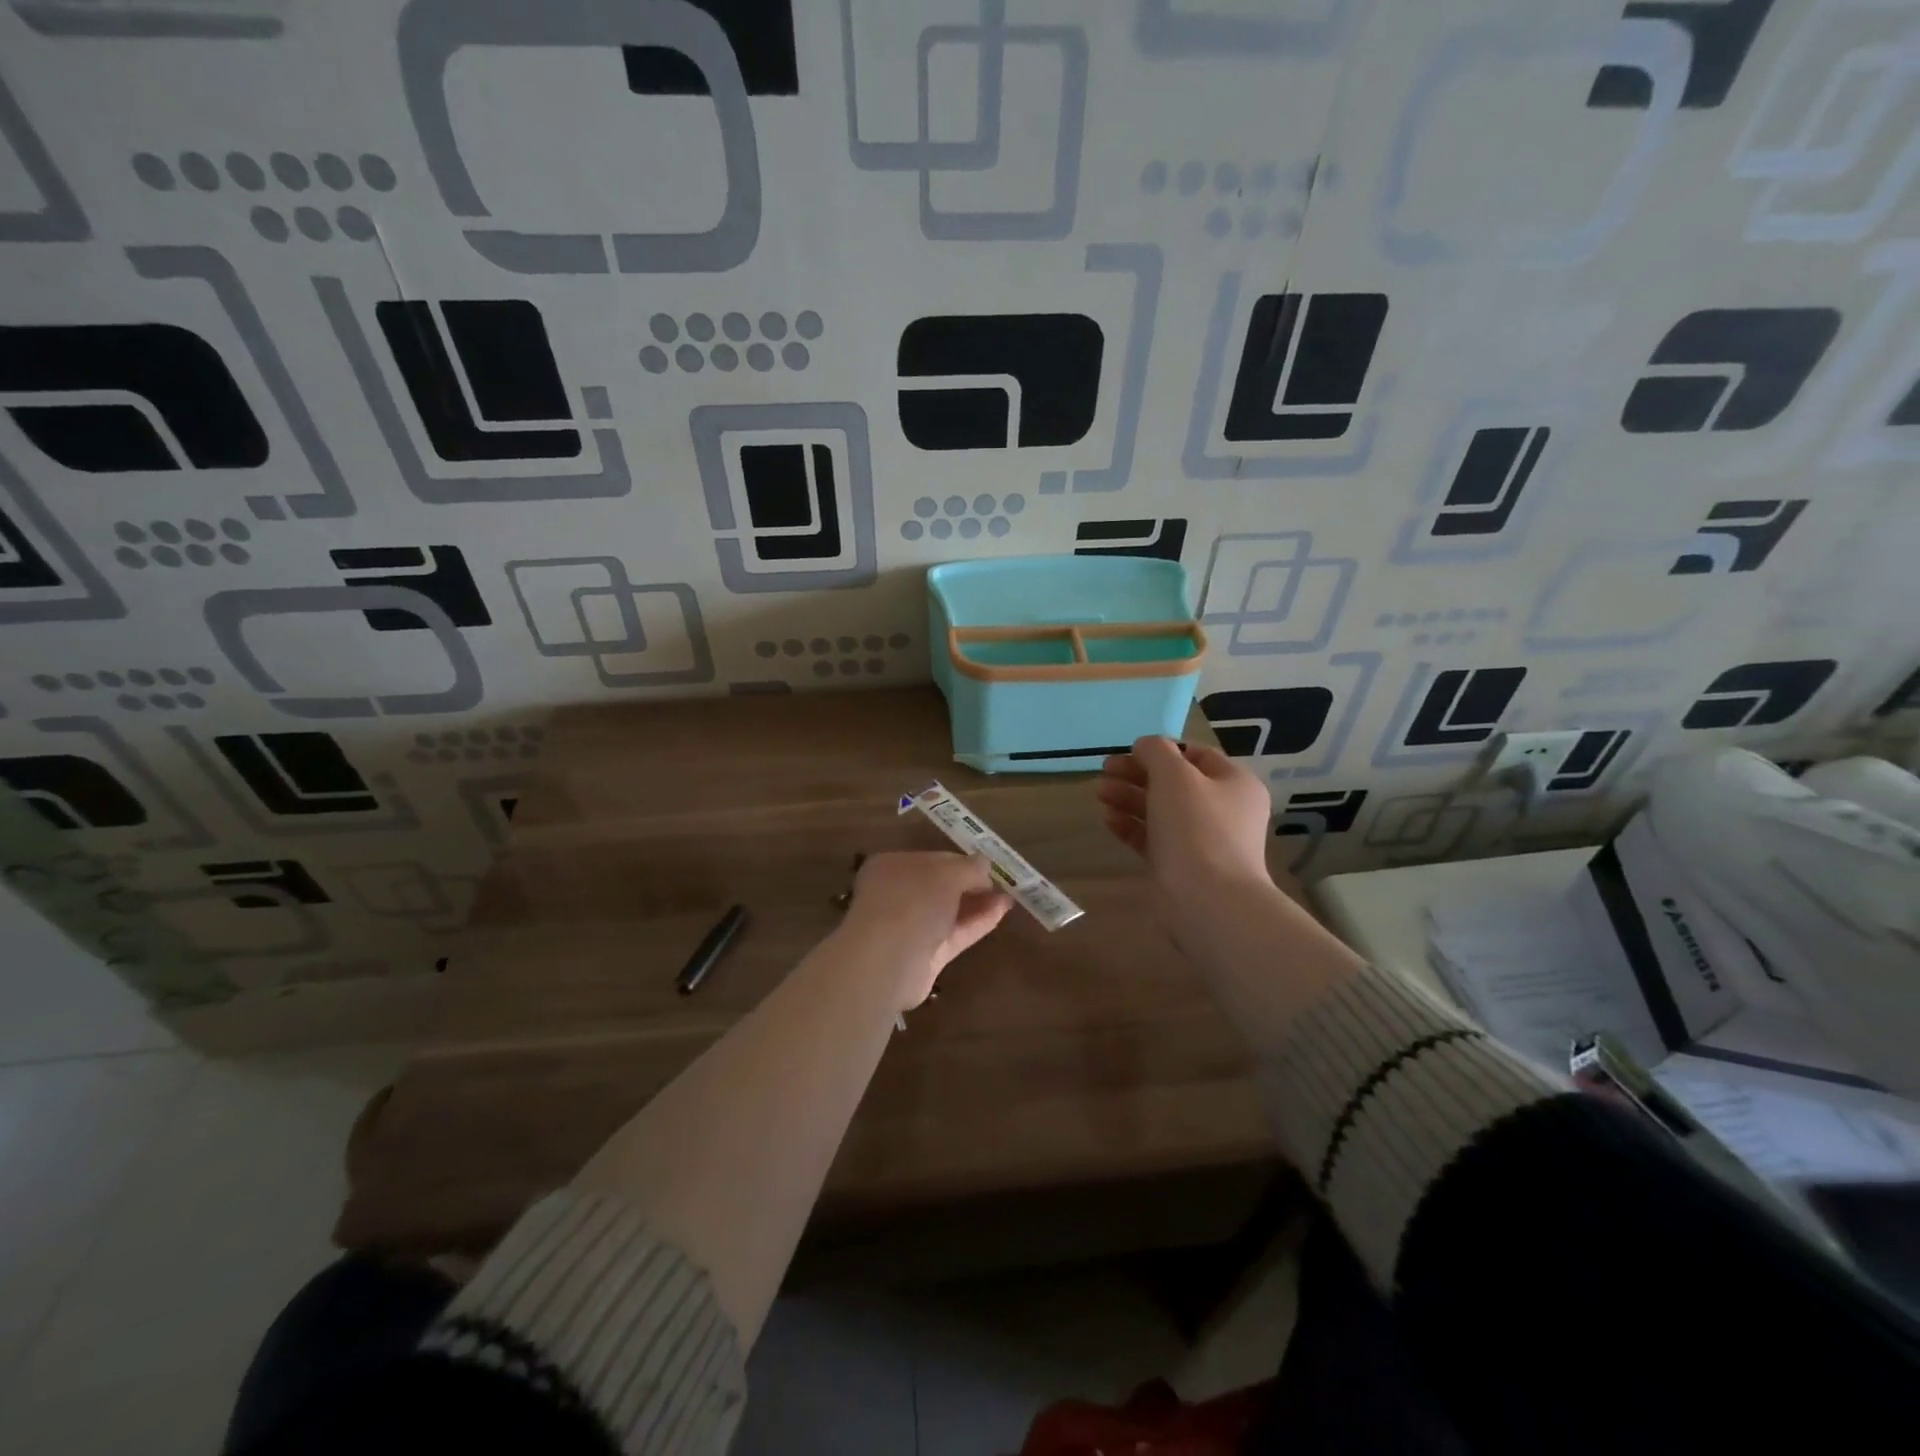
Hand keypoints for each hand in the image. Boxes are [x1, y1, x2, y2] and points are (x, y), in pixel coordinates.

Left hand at [841, 851, 1011, 1008]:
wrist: (888, 960)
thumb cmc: (912, 901)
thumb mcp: (947, 873)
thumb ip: (969, 867)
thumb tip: (985, 864)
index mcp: (892, 866)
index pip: (932, 860)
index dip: (961, 862)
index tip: (988, 867)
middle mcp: (897, 894)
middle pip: (940, 886)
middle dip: (970, 884)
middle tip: (1001, 883)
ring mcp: (910, 926)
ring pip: (948, 911)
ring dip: (977, 903)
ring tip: (1008, 897)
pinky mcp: (924, 955)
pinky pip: (954, 933)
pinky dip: (977, 923)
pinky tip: (1001, 911)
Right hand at [1096, 736, 1273, 900]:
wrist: (1208, 901)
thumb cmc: (1196, 829)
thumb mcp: (1175, 776)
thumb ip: (1156, 752)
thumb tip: (1145, 746)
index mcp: (1234, 783)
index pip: (1196, 755)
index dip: (1161, 750)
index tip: (1128, 752)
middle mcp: (1223, 810)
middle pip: (1174, 783)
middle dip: (1137, 774)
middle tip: (1105, 771)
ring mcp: (1203, 841)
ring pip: (1161, 810)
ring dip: (1130, 798)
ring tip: (1100, 793)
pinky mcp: (1181, 867)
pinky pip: (1154, 839)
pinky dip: (1132, 826)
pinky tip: (1108, 820)